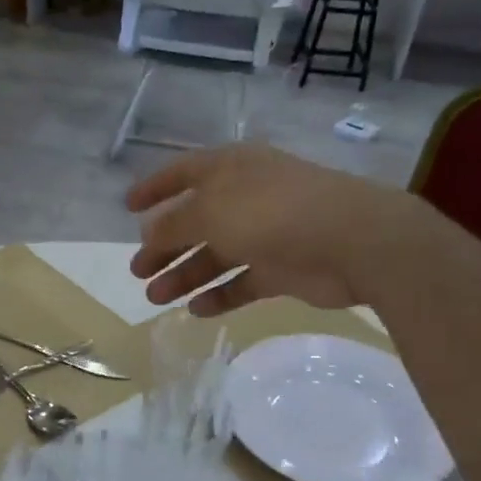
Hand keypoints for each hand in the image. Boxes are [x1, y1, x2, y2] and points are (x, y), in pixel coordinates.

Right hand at [126, 144, 410, 314]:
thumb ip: (173, 223)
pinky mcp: (282, 268)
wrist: (352, 242)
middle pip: (195, 221)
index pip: (183, 173)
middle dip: (164, 245)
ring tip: (156, 297)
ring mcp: (266, 234)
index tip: (127, 208)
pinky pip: (242, 282)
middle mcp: (247, 198)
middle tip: (138, 272)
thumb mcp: (210, 212)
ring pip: (216, 255)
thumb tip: (149, 232)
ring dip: (185, 275)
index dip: (154, 188)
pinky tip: (197, 310)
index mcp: (231, 169)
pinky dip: (220, 295)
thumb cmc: (272, 213)